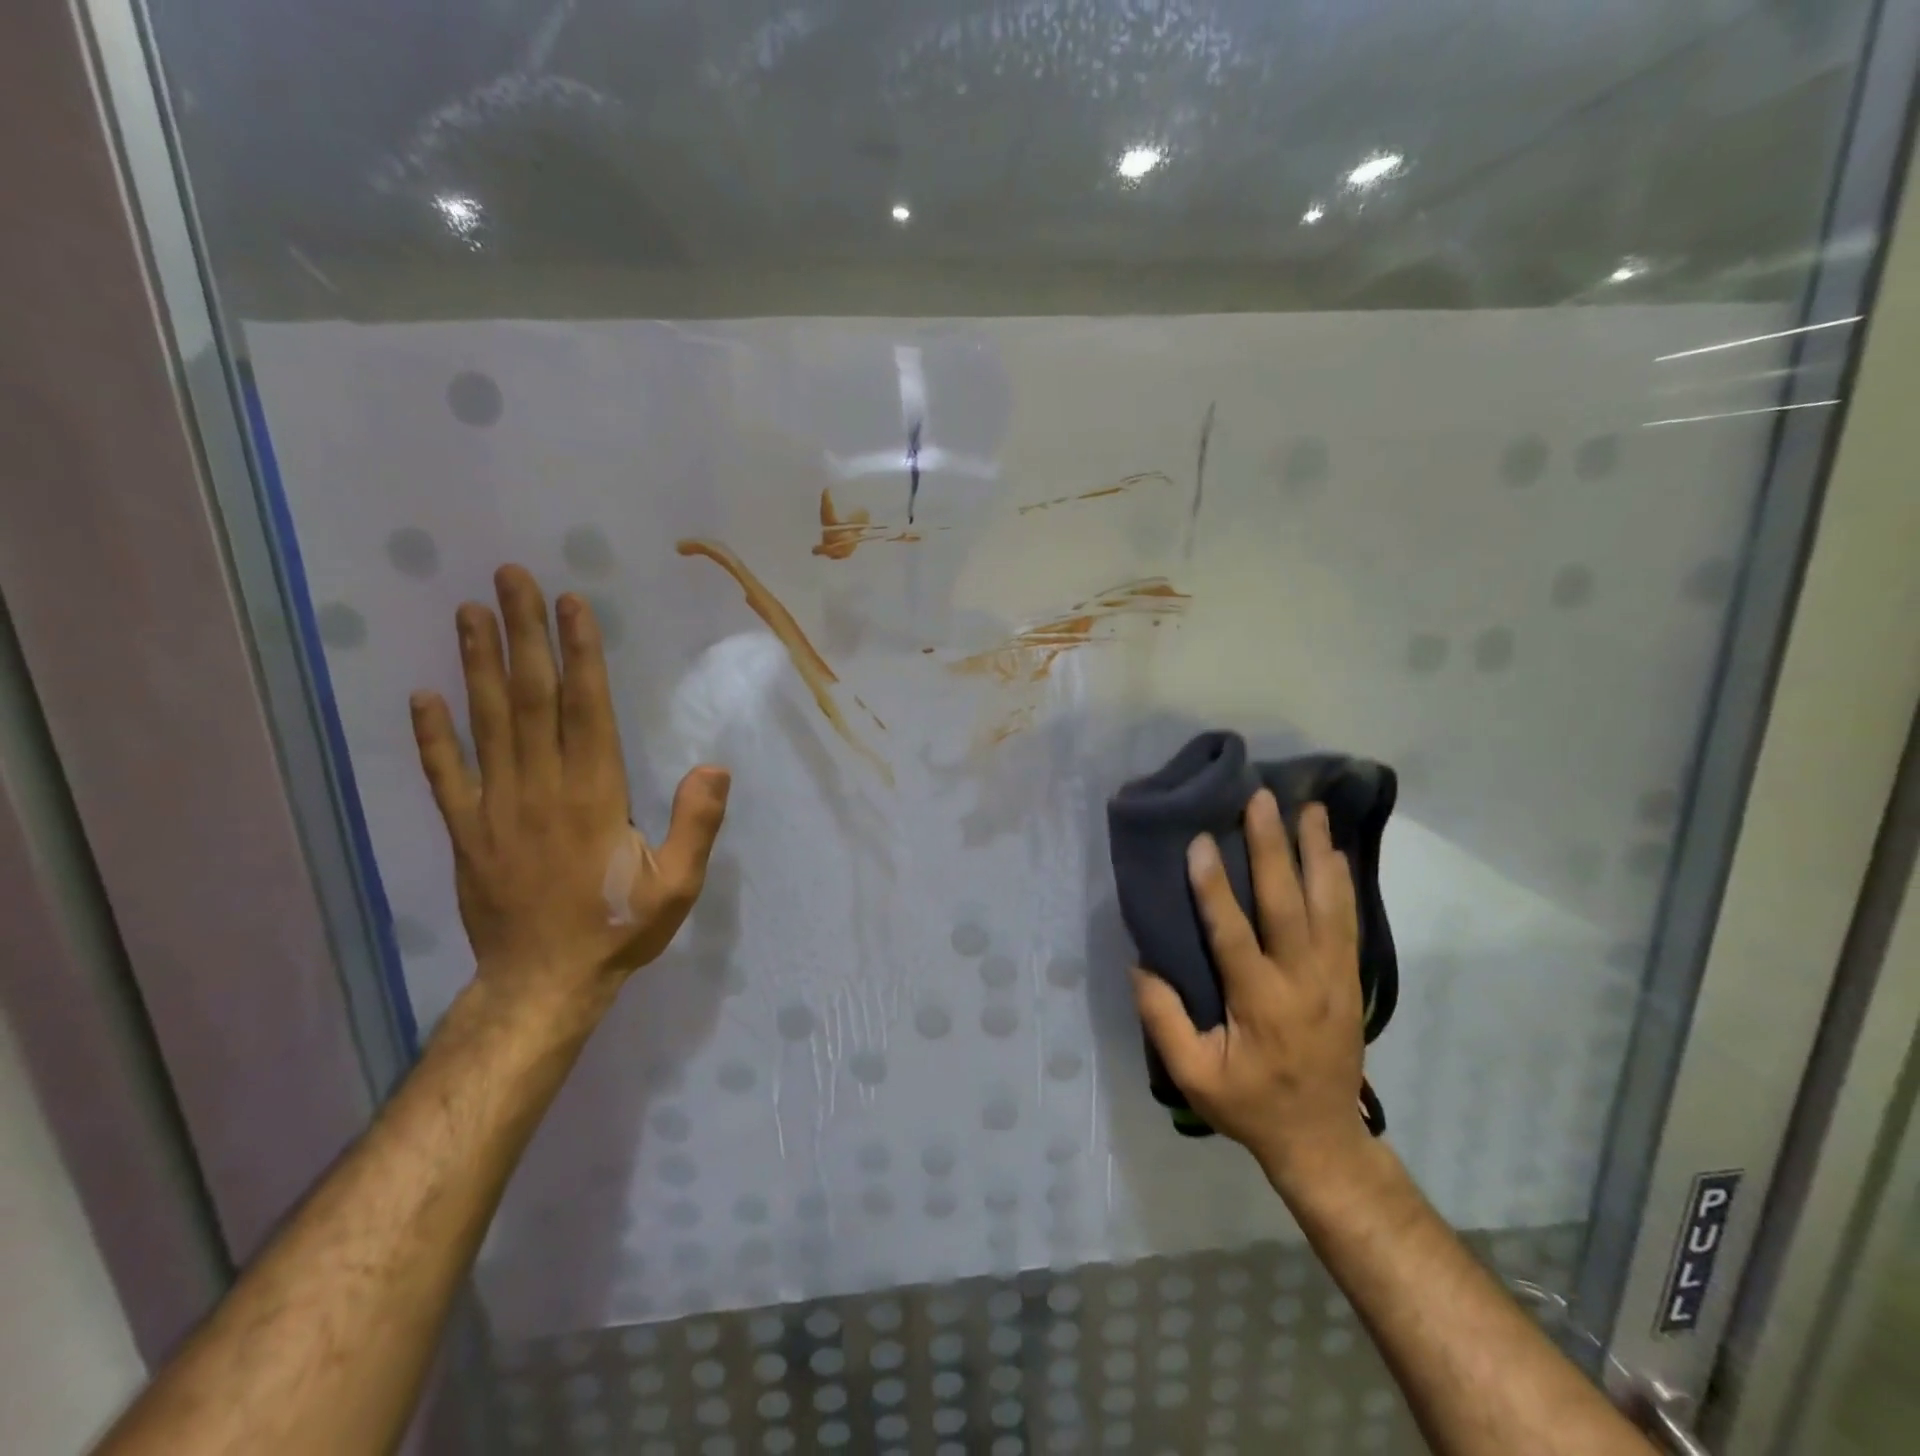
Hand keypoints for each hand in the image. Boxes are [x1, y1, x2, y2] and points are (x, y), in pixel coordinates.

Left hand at [410, 565, 729, 1010]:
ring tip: (470, 612)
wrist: (542, 985)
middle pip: (529, 698)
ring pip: (484, 723)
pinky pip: (445, 775)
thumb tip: (715, 766)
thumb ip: (696, 825)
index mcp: (594, 795)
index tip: (571, 605)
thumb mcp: (678, 886)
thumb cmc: (617, 929)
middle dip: (523, 634)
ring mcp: (494, 808)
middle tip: (510, 577)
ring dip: (475, 664)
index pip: (585, 709)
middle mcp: (540, 788)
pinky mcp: (465, 831)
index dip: (579, 653)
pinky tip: (422, 695)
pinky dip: (432, 735)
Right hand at [1132, 790, 1368, 1190]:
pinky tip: (1334, 852)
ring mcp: (1334, 978)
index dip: (1214, 887)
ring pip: (1328, 904)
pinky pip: (1348, 922)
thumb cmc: (1251, 1105)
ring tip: (1309, 808)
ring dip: (1316, 853)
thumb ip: (1164, 1021)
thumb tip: (1140, 965)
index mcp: (1260, 1003)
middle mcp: (1302, 981)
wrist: (1324, 1140)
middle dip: (1273, 848)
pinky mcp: (1350, 980)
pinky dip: (1341, 883)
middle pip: (1288, 905)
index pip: (1233, 935)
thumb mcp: (1195, 1076)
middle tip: (1261, 800)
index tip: (1200, 842)